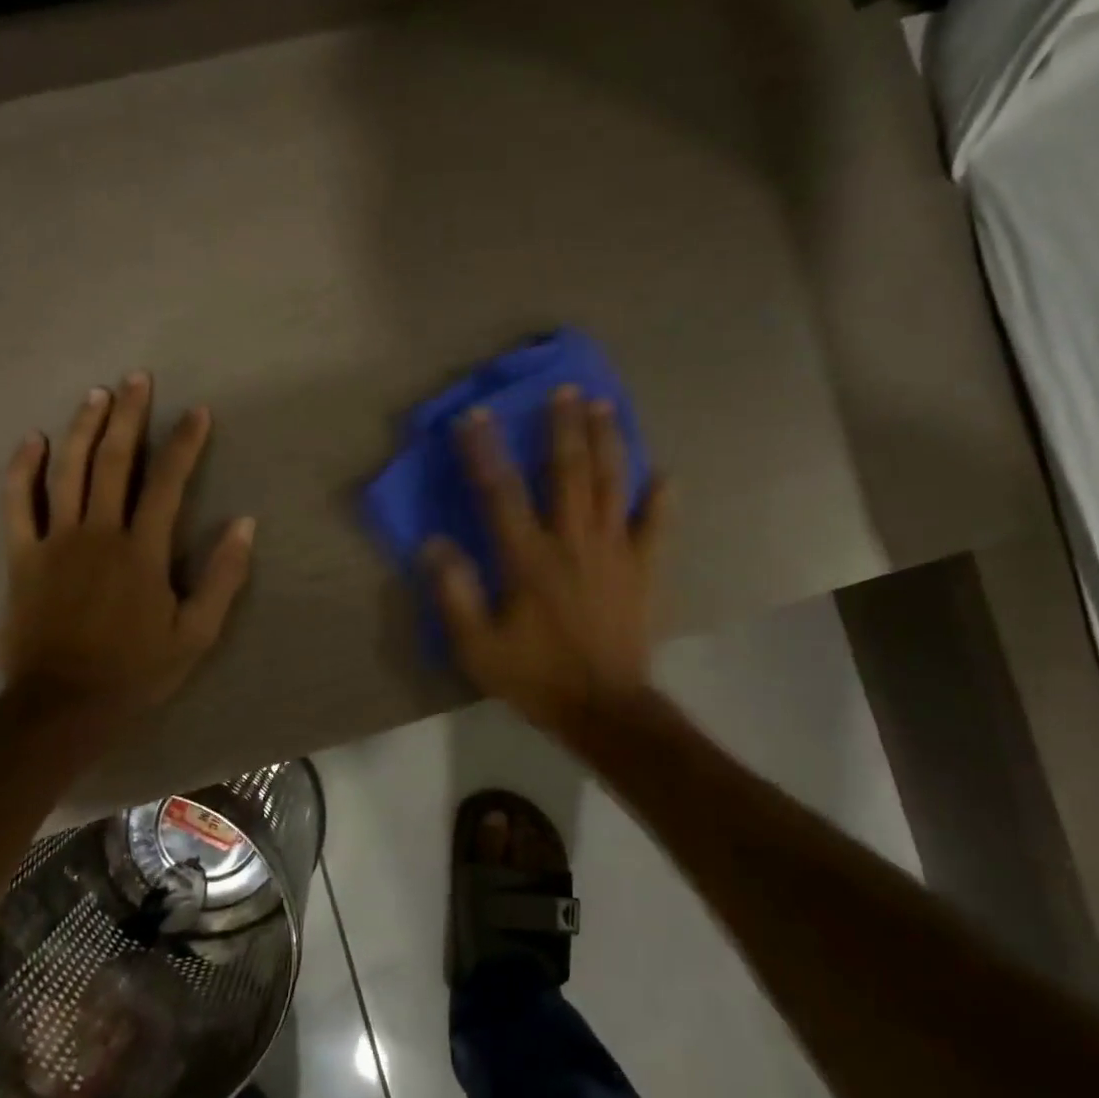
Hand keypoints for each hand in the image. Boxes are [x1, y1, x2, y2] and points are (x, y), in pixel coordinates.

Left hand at [0, 375, 254, 748]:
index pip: (168, 484)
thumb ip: (222, 577)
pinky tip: (34, 440)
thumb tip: (245, 524)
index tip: (197, 412)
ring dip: (84, 428)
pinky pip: (17, 503)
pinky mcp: (22, 557)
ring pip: (68, 471)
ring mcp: (55, 542)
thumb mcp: (197, 633)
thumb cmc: (137, 671)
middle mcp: (98, 533)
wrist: (63, 707)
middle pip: (114, 462)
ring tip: (97, 394)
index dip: (185, 444)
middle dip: (129, 417)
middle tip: (138, 379)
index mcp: (142, 551)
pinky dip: (23, 469)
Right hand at [422, 386, 668, 733]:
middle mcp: (573, 543)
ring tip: (605, 406)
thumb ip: (455, 594)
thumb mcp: (478, 647)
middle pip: (568, 473)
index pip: (501, 493)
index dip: (485, 451)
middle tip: (565, 389)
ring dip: (607, 442)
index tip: (475, 415)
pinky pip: (657, 526)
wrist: (604, 708)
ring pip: (612, 485)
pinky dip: (661, 499)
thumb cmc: (537, 677)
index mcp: (529, 559)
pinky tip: (664, 474)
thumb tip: (433, 545)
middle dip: (564, 427)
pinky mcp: (645, 570)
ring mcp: (615, 553)